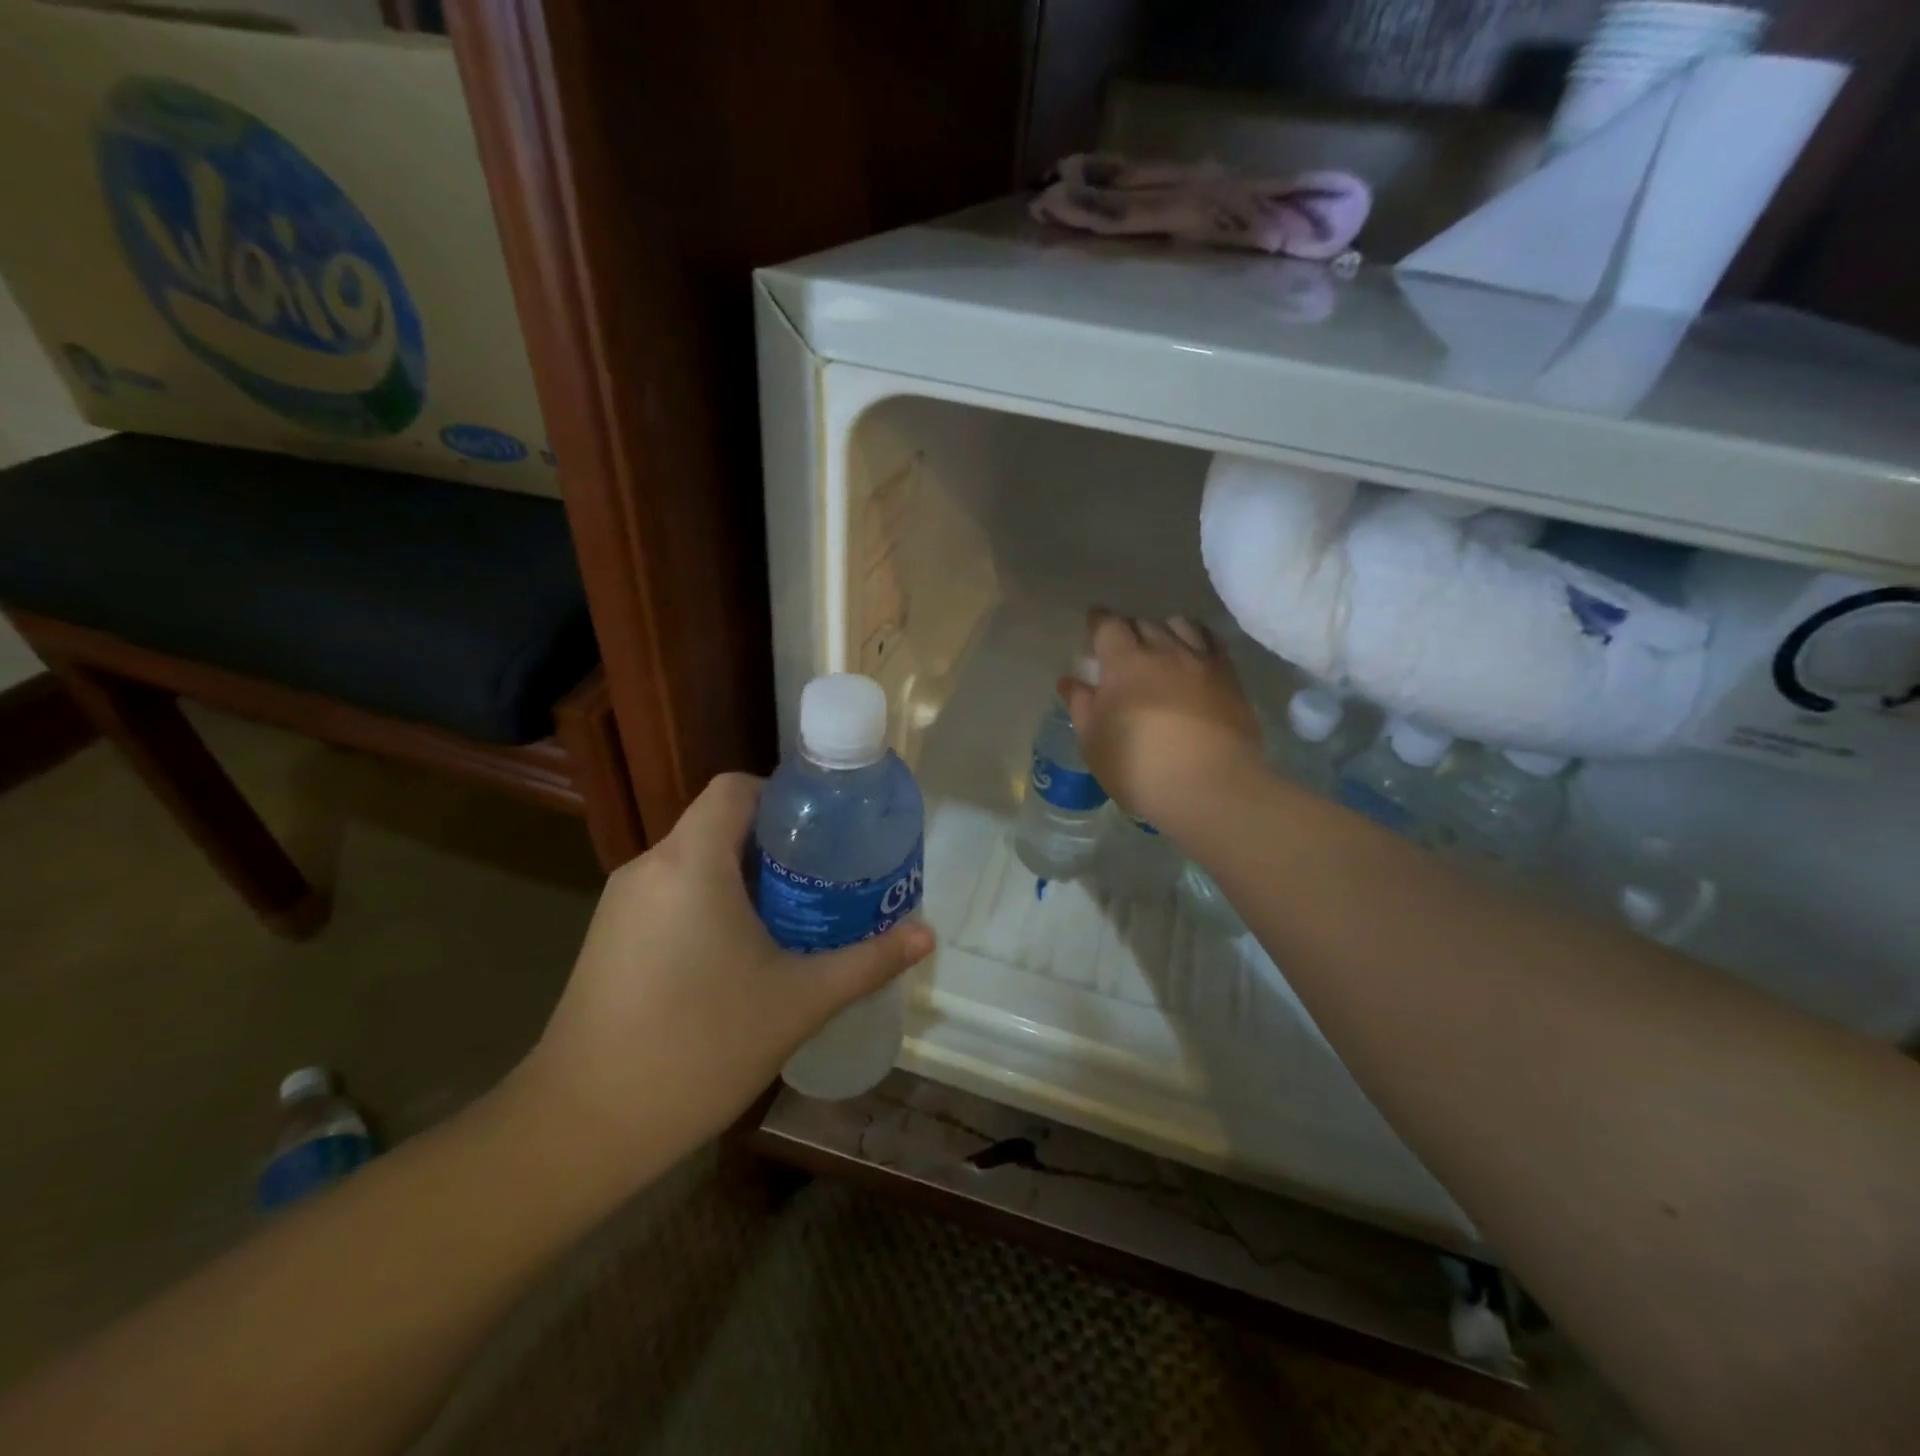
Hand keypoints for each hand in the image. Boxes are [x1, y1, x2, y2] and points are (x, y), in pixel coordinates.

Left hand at [510, 773, 933, 1176]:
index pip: (735, 788)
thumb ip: (867, 961)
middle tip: (825, 879)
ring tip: (793, 916)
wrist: (582, 1128)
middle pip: (718, 823)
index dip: (783, 797)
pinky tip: (739, 954)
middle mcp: (650, 866)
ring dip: (742, 876)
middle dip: (775, 844)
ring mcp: (621, 903)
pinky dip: (710, 902)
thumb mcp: (798, 1002)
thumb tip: (927, 934)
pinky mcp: (608, 937)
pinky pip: (671, 894)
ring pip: (694, 861)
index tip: (825, 832)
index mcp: (691, 862)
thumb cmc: (699, 1047)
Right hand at [1059, 611, 1263, 833]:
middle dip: (1129, 630)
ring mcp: (1201, 661)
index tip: (1093, 625)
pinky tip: (1194, 654)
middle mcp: (1164, 650)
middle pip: (1143, 623)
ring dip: (1165, 630)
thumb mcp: (1094, 742)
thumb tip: (1070, 681)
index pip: (1108, 626)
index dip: (1098, 622)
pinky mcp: (1230, 677)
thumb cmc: (1138, 767)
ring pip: (1180, 625)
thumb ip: (1081, 706)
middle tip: (1123, 648)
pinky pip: (1213, 643)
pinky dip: (1198, 640)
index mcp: (1125, 662)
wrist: (1210, 786)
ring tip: (1161, 646)